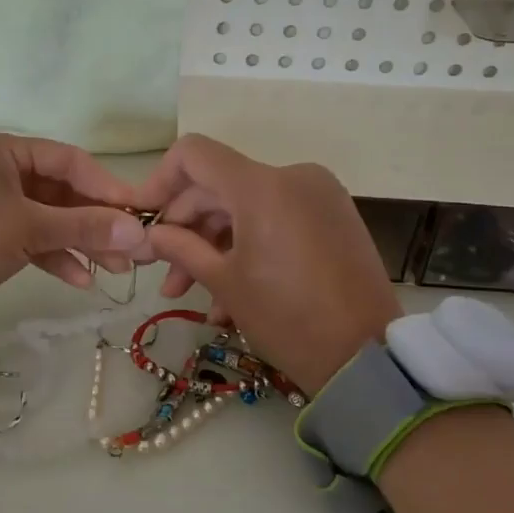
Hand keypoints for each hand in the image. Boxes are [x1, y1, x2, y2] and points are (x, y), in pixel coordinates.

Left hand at [0, 132, 147, 306]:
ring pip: (48, 217)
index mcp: (3, 150)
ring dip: (80, 242)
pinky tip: (80, 280)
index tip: (139, 214)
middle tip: (132, 251)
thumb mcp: (28, 229)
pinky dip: (54, 254)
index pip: (69, 160)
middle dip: (96, 223)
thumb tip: (140, 232)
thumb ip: (84, 227)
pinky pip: (30, 236)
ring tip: (114, 271)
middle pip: (61, 191)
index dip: (106, 188)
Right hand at [134, 134, 401, 395]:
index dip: (160, 180)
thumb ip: (180, 248)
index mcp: (262, 186)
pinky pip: (274, 219)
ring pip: (245, 207)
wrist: (368, 358)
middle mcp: (292, 177)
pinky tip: (229, 297)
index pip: (194, 154)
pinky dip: (247, 247)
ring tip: (191, 296)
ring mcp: (318, 196)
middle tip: (163, 272)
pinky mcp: (332, 217)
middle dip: (185, 228)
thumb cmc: (287, 318)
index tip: (145, 217)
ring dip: (213, 246)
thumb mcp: (224, 283)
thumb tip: (148, 235)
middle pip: (218, 185)